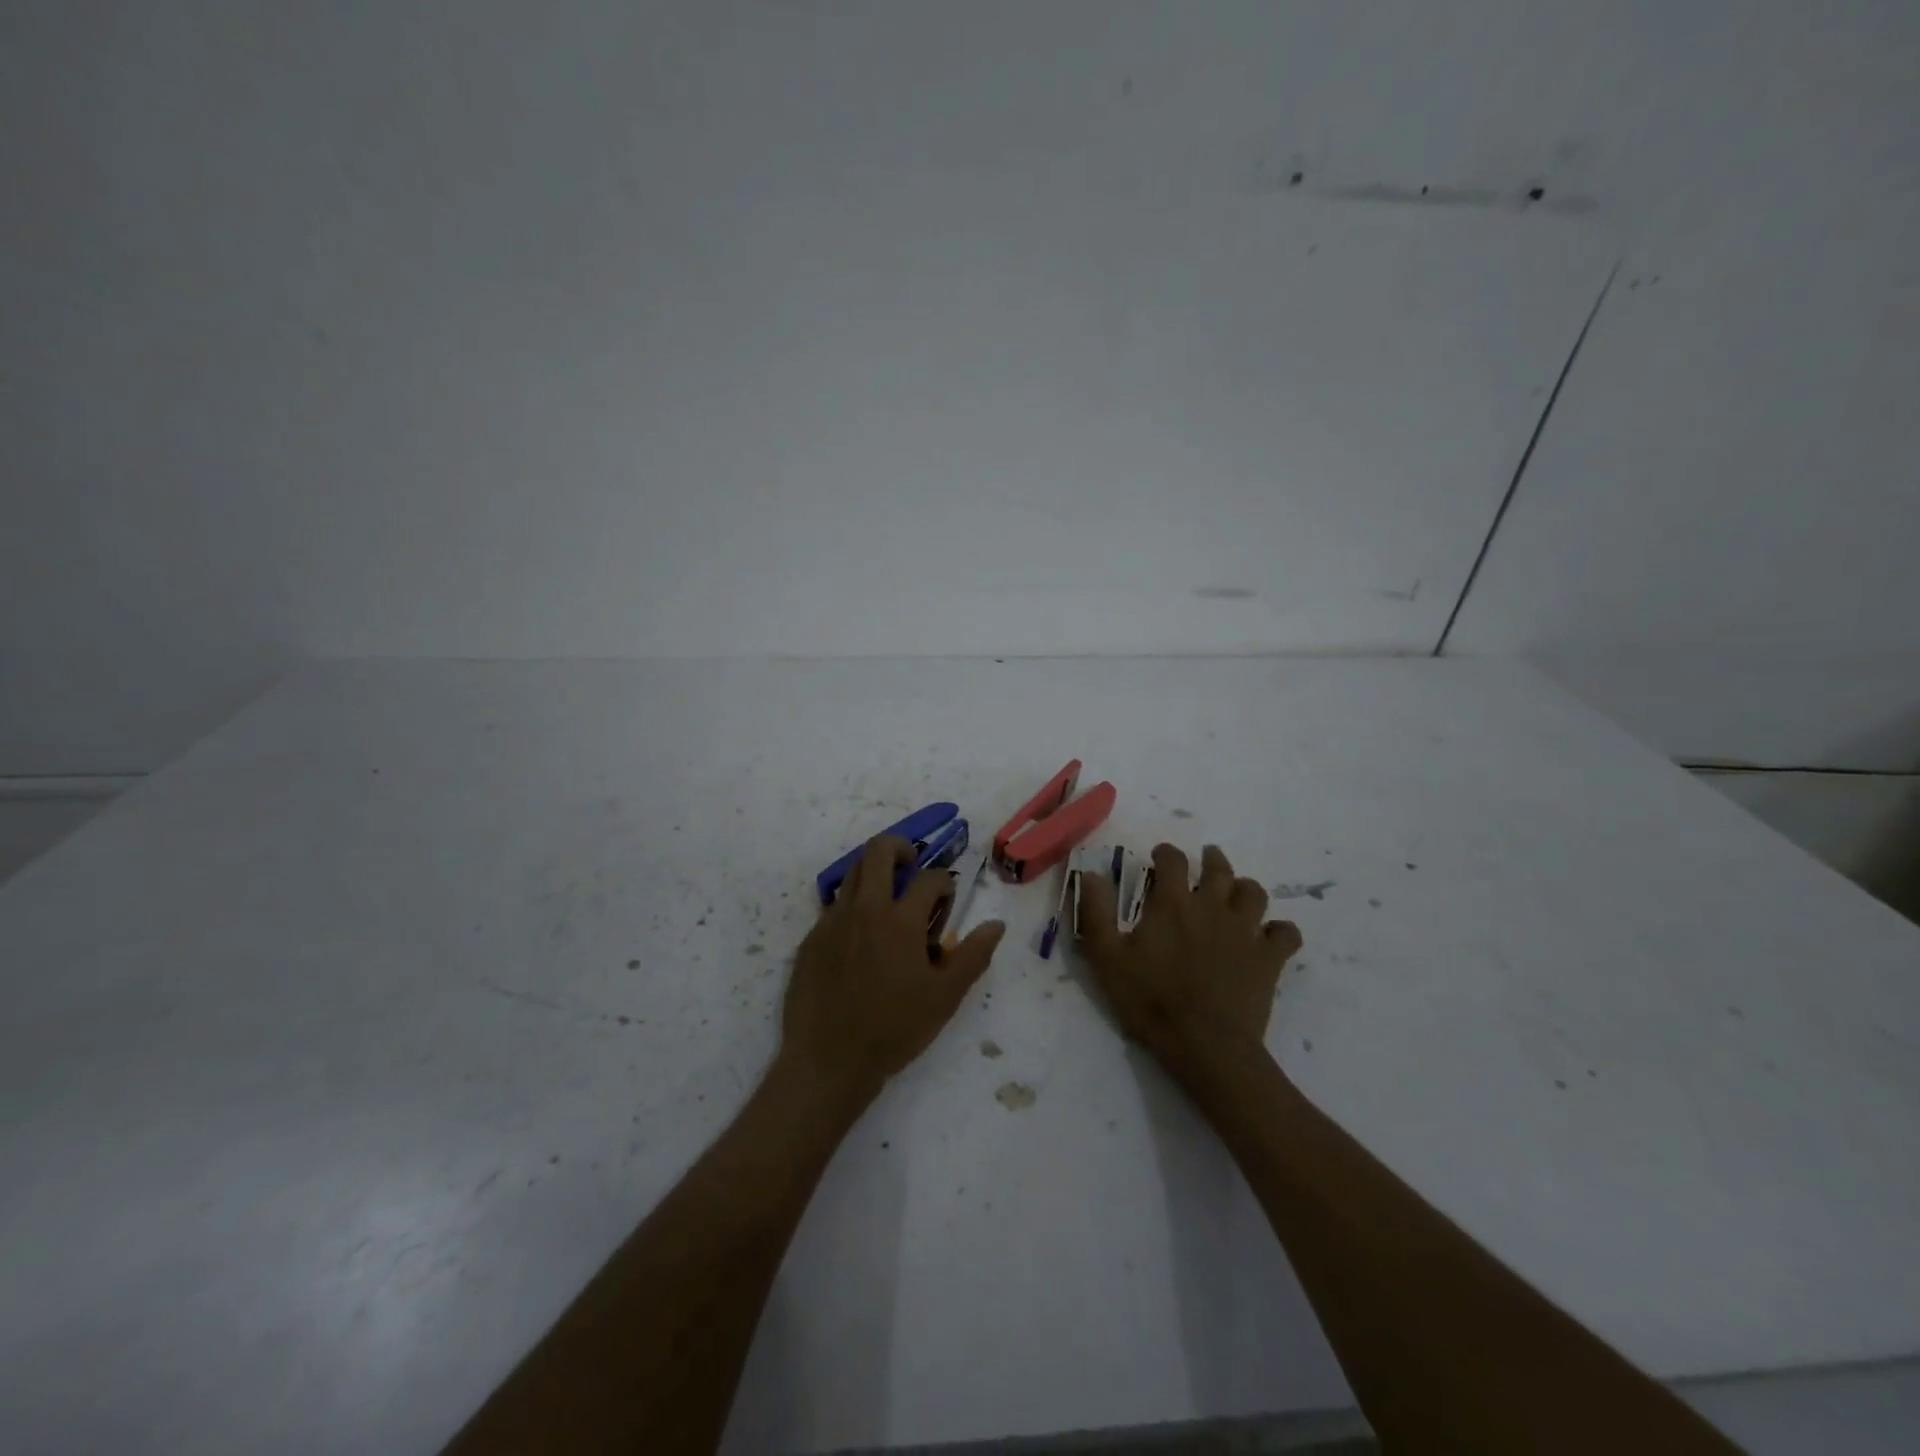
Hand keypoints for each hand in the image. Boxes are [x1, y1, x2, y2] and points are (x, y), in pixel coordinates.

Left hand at [781, 835, 1005, 1103]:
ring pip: (852, 873)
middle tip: (911, 865)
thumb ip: (973, 956)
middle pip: (878, 851)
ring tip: (888, 899)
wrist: (827, 1061)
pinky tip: (861, 939)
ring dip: (874, 873)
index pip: (929, 878)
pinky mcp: (811, 939)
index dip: (944, 882)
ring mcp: (832, 921)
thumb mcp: (944, 997)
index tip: (947, 898)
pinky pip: (834, 906)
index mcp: (900, 921)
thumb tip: (996, 925)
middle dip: (900, 847)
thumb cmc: (894, 1030)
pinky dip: (853, 907)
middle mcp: (864, 910)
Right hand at [1077, 843, 1302, 1084]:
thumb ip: (1097, 912)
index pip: (1173, 860)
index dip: (1166, 853)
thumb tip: (1092, 873)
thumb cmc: (1150, 1000)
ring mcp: (1245, 931)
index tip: (1160, 856)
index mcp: (1172, 903)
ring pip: (1254, 893)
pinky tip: (1270, 936)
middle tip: (1207, 859)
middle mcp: (1212, 906)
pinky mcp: (1269, 959)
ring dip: (1244, 888)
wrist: (1205, 1045)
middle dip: (1211, 859)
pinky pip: (1286, 933)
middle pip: (1219, 868)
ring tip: (1236, 894)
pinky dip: (1280, 930)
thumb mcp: (1106, 957)